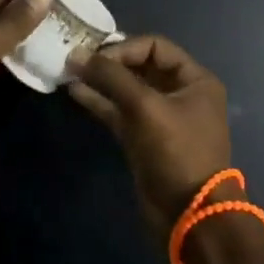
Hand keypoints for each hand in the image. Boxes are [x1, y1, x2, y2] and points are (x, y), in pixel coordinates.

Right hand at [68, 35, 233, 230]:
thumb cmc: (177, 152)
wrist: (189, 216)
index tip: (95, 56)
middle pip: (140, 66)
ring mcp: (161, 118)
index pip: (155, 47)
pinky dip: (100, 102)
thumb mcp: (146, 108)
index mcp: (195, 80)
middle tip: (76, 58)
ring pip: (127, 91)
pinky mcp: (143, 139)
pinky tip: (75, 92)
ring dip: (100, 82)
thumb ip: (113, 78)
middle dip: (109, 62)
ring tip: (68, 71)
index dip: (124, 48)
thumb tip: (78, 54)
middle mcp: (180, 93)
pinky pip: (120, 112)